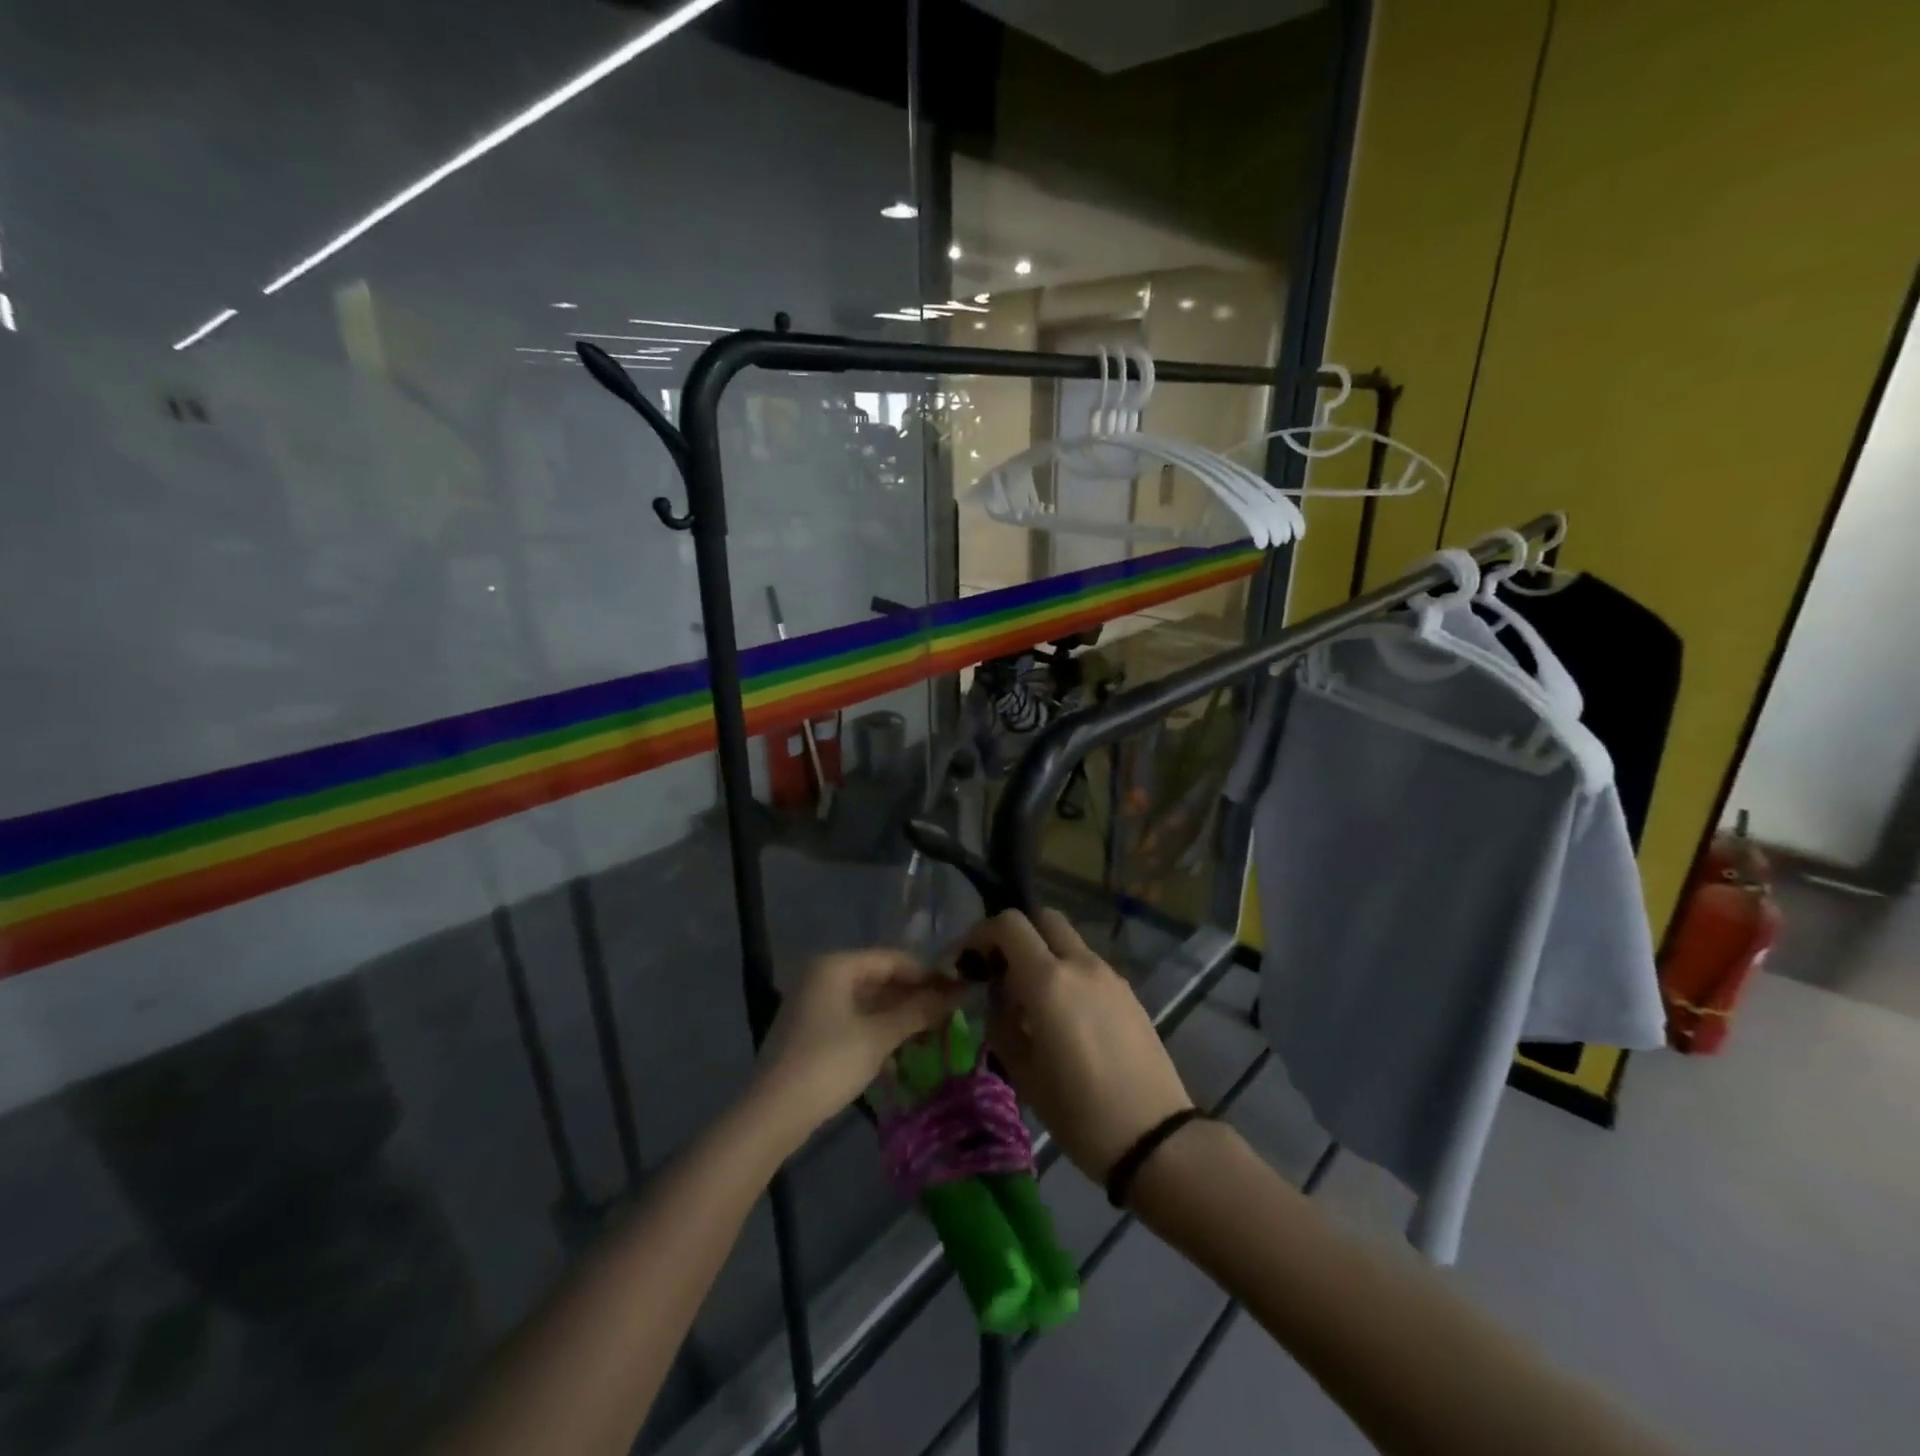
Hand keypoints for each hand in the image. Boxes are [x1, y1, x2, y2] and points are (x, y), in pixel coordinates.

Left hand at [756, 950, 963, 1142]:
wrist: (773, 1113)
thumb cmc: (829, 1063)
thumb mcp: (879, 1037)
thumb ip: (917, 1012)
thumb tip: (954, 994)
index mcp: (835, 966)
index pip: (891, 959)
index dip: (925, 974)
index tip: (955, 991)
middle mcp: (821, 976)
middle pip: (877, 978)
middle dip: (912, 997)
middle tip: (947, 1014)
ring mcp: (812, 1003)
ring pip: (865, 1001)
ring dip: (896, 1016)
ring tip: (930, 1034)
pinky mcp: (809, 1030)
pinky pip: (852, 1019)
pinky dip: (876, 1030)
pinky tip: (899, 1051)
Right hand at [970, 909, 1194, 1185]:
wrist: (1154, 1137)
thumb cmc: (1078, 1112)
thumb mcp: (1022, 1072)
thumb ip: (1002, 1021)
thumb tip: (998, 996)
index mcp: (1048, 980)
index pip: (1009, 924)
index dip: (982, 933)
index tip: (969, 959)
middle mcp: (1080, 964)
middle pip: (1043, 918)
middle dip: (1016, 934)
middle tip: (1001, 971)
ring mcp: (1109, 975)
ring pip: (1068, 942)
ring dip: (1043, 954)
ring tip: (1032, 1002)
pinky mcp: (1128, 992)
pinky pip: (1088, 966)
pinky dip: (1067, 973)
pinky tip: (1065, 1017)